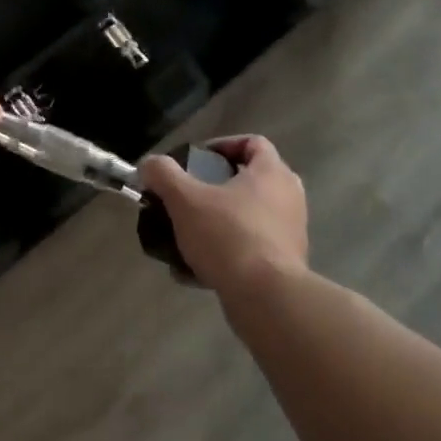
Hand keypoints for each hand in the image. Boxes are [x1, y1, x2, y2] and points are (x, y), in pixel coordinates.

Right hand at [138, 135, 308, 294]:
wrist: (266, 298)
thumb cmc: (228, 235)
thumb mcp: (185, 200)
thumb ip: (163, 175)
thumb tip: (149, 164)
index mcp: (272, 172)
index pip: (253, 142)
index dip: (223, 145)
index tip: (197, 160)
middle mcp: (289, 197)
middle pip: (251, 180)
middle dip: (217, 188)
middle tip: (190, 196)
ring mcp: (291, 232)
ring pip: (249, 217)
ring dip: (219, 222)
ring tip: (188, 235)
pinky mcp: (287, 264)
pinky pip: (252, 248)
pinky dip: (227, 252)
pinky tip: (196, 269)